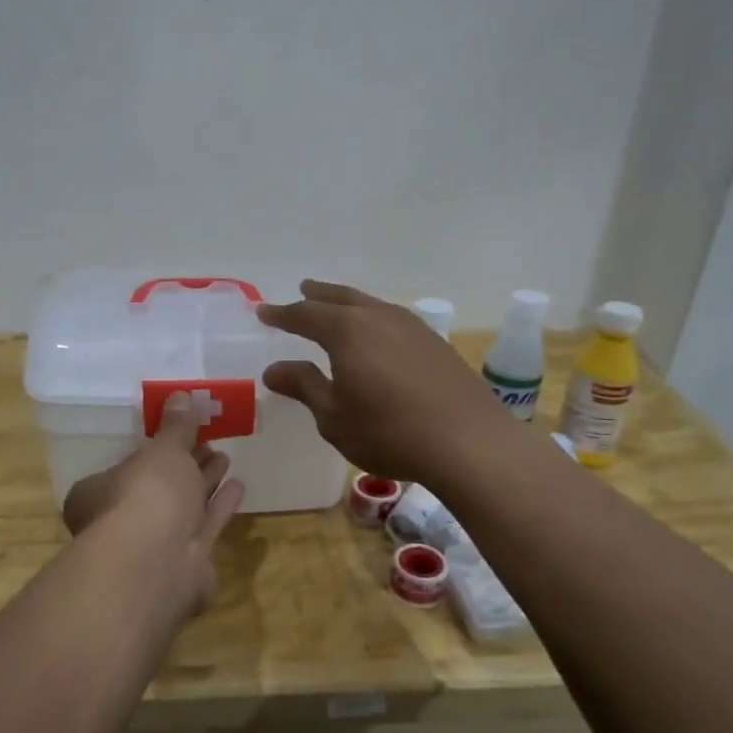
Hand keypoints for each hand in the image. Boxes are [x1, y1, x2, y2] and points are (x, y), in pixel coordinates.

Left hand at [62, 395, 245, 617]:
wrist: (159, 563)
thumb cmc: (146, 495)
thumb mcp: (163, 450)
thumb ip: (176, 426)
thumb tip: (181, 396)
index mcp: (100, 492)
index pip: (128, 465)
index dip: (156, 449)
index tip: (183, 431)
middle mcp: (124, 521)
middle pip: (159, 487)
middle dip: (185, 464)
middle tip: (210, 442)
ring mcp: (156, 546)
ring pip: (184, 507)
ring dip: (205, 482)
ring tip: (225, 458)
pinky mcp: (187, 564)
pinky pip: (206, 525)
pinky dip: (220, 506)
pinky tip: (239, 486)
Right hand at [258, 280, 515, 483]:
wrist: (468, 442)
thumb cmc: (389, 433)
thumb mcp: (334, 417)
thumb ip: (304, 387)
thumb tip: (274, 369)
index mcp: (347, 331)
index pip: (306, 314)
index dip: (283, 314)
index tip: (264, 313)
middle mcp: (380, 318)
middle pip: (342, 298)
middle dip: (319, 295)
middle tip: (303, 289)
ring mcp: (413, 328)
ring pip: (372, 305)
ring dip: (350, 304)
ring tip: (339, 308)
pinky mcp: (436, 344)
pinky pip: (395, 320)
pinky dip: (376, 320)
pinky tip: (380, 336)